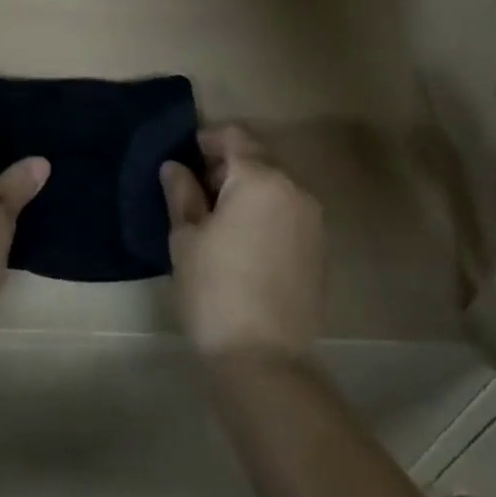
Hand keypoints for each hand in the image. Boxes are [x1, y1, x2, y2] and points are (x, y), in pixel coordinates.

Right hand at [162, 123, 324, 358]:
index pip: (234, 137)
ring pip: (276, 185)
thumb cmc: (215, 290)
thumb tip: (176, 167)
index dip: (208, 140)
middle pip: (258, 158)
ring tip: (220, 216)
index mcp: (259, 178)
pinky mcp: (319, 247)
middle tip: (198, 189)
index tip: (187, 158)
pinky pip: (289, 211)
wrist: (265, 359)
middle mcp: (293, 188)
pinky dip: (267, 211)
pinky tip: (245, 239)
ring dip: (249, 188)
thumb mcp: (186, 238)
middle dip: (228, 165)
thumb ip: (182, 193)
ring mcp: (312, 218)